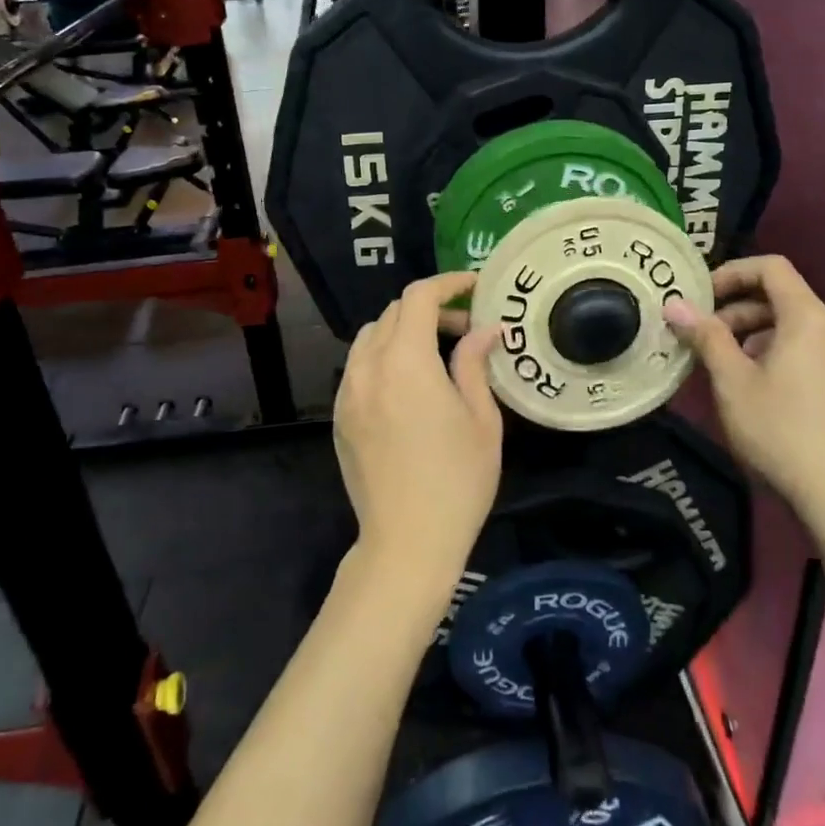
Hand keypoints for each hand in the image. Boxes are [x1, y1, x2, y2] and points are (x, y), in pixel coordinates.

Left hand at [334, 272, 502, 591]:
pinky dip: (383, 357)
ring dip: (402, 331)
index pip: (418, 298)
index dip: (447, 283)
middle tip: (465, 330)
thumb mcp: (481, 420)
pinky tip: (408, 387)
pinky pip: (358, 367)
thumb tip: (485, 329)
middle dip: (430, 311)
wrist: (407, 542)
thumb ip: (475, 364)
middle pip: (392, 313)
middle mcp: (369, 367)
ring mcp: (348, 392)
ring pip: (370, 337)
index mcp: (406, 362)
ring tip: (434, 356)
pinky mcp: (339, 416)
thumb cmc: (458, 481)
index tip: (474, 287)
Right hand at [664, 256, 824, 517]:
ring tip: (716, 364)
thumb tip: (674, 304)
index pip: (771, 268)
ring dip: (748, 334)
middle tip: (698, 336)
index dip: (731, 272)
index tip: (699, 296)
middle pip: (778, 297)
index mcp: (808, 318)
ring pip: (787, 327)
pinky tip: (746, 386)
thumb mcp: (732, 381)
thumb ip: (705, 336)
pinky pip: (800, 350)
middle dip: (733, 309)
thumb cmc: (779, 429)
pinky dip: (769, 353)